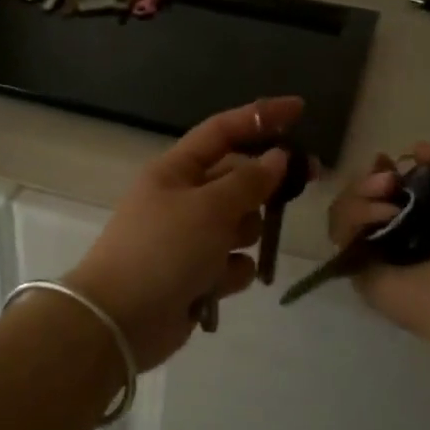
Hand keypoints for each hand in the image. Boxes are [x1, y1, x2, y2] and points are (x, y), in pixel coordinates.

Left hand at [67, 97, 303, 369]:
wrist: (119, 320)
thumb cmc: (162, 250)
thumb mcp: (209, 208)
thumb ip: (248, 181)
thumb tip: (277, 156)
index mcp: (176, 170)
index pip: (223, 131)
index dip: (260, 117)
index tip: (300, 109)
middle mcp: (184, 198)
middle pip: (238, 178)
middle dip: (266, 183)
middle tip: (309, 178)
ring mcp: (190, 238)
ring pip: (241, 224)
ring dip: (244, 235)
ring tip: (227, 252)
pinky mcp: (197, 274)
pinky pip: (232, 263)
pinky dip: (230, 273)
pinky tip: (216, 285)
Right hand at [328, 143, 429, 357]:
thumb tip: (413, 151)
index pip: (389, 184)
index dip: (383, 169)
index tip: (388, 161)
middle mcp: (402, 231)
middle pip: (362, 194)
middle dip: (368, 180)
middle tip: (388, 183)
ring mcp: (379, 253)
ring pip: (346, 210)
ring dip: (360, 196)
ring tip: (388, 205)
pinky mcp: (360, 272)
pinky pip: (340, 235)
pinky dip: (352, 218)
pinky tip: (381, 219)